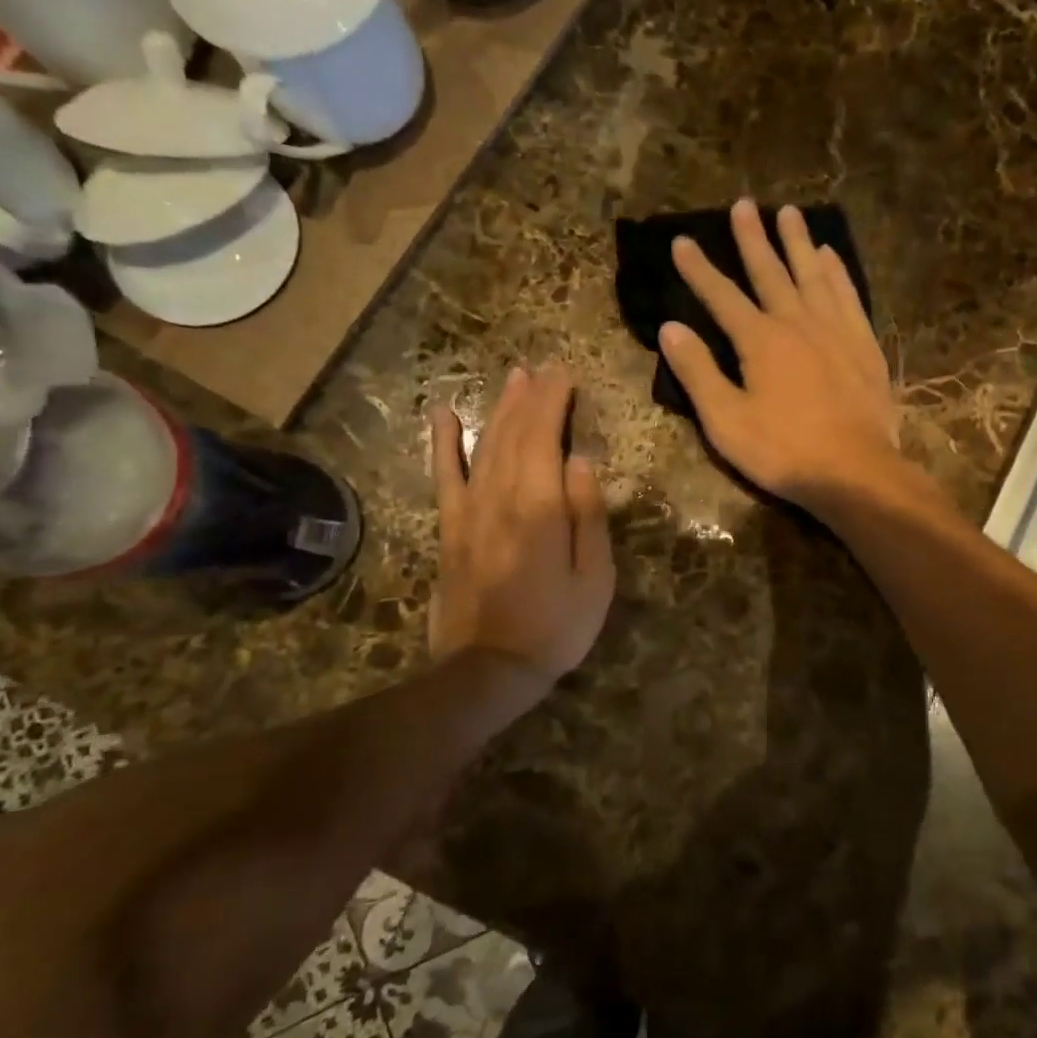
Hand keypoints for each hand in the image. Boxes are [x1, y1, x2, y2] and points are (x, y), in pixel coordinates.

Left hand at [428, 366, 614, 690]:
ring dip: (499, 409)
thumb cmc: (557, 625)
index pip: (545, 437)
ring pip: (484, 446)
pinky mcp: (449, 529)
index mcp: (540, 506)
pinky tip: (441, 415)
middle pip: (514, 434)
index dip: (554, 401)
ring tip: (513, 379)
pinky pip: (444, 476)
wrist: (489, 668)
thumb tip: (581, 460)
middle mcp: (500, 497)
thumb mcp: (595, 576)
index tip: (565, 373)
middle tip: (543, 369)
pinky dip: (443, 443)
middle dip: (530, 397)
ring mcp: (469, 511)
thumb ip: (588, 514)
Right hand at [659, 200, 900, 505]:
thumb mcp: (726, 421)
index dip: (699, 269)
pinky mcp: (863, 344)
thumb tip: (671, 328)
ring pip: (812, 273)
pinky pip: (848, 294)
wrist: (855, 470)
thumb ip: (698, 372)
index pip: (721, 295)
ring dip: (797, 242)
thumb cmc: (783, 451)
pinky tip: (830, 255)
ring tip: (788, 211)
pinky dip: (837, 271)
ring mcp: (835, 329)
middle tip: (743, 204)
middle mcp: (797, 322)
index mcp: (760, 340)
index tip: (682, 240)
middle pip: (770, 271)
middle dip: (752, 238)